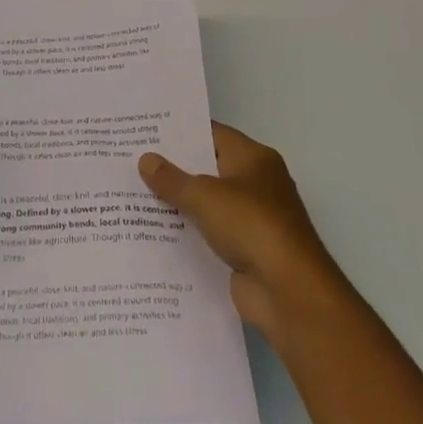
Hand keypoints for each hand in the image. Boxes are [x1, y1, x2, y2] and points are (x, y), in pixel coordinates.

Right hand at [139, 122, 347, 340]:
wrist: (289, 292)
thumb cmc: (251, 226)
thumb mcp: (205, 196)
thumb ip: (172, 179)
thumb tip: (145, 159)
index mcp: (254, 159)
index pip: (212, 134)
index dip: (181, 131)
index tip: (147, 130)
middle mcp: (256, 184)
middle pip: (208, 168)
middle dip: (174, 167)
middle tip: (133, 159)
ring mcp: (252, 220)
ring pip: (207, 204)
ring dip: (178, 203)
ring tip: (134, 193)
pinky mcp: (245, 252)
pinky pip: (209, 234)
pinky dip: (187, 234)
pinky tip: (153, 232)